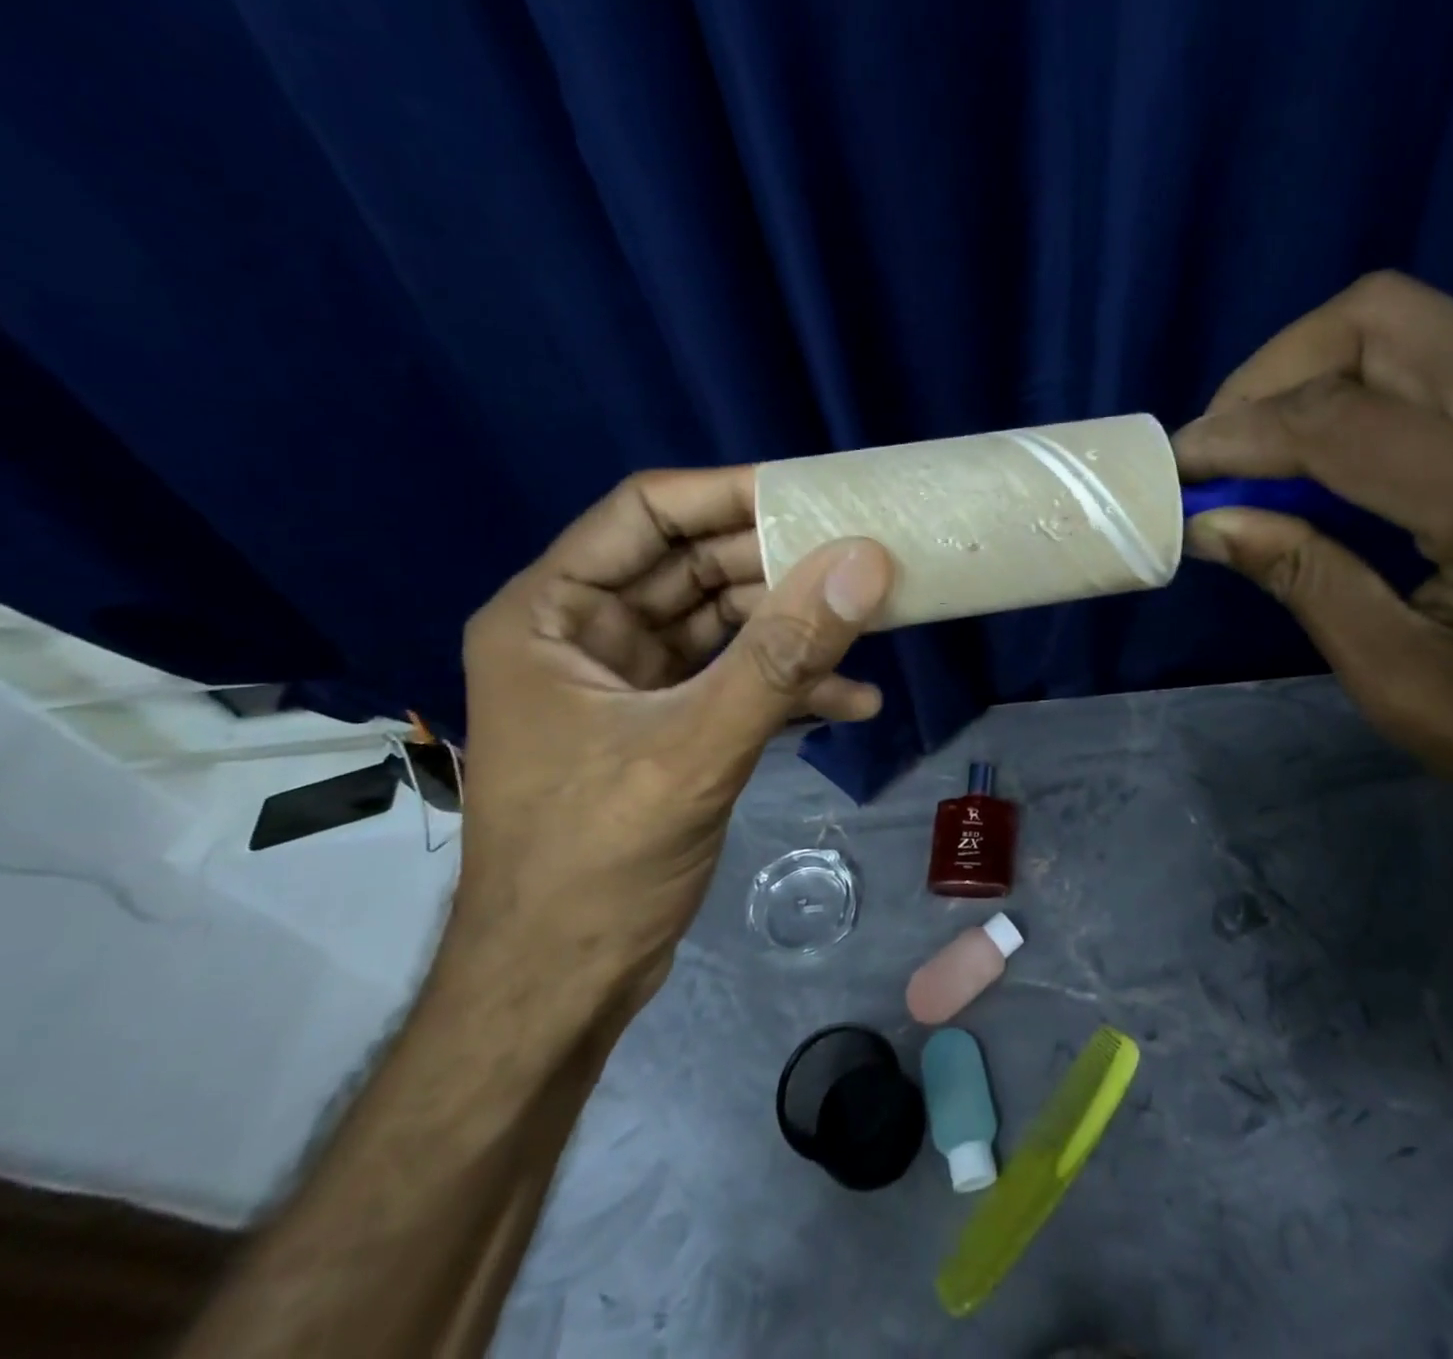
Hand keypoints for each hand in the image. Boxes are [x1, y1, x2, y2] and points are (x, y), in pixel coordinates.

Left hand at [455, 467, 893, 992]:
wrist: (560, 988)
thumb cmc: (596, 864)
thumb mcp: (695, 749)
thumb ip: (782, 656)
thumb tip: (863, 563)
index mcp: (552, 615)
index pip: (645, 514)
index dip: (728, 494)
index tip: (812, 492)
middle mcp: (586, 636)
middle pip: (694, 568)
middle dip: (778, 566)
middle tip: (860, 559)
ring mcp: (629, 684)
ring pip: (725, 626)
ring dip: (794, 629)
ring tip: (872, 624)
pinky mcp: (665, 727)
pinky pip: (734, 682)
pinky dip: (788, 687)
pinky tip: (853, 702)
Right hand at [1174, 273, 1452, 873]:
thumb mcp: (1396, 680)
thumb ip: (1301, 578)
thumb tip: (1208, 520)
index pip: (1345, 420)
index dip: (1239, 433)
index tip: (1174, 467)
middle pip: (1385, 319)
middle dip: (1273, 374)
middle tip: (1221, 450)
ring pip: (1414, 324)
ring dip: (1313, 374)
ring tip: (1262, 451)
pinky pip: (1445, 361)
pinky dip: (1361, 391)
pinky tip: (1330, 457)